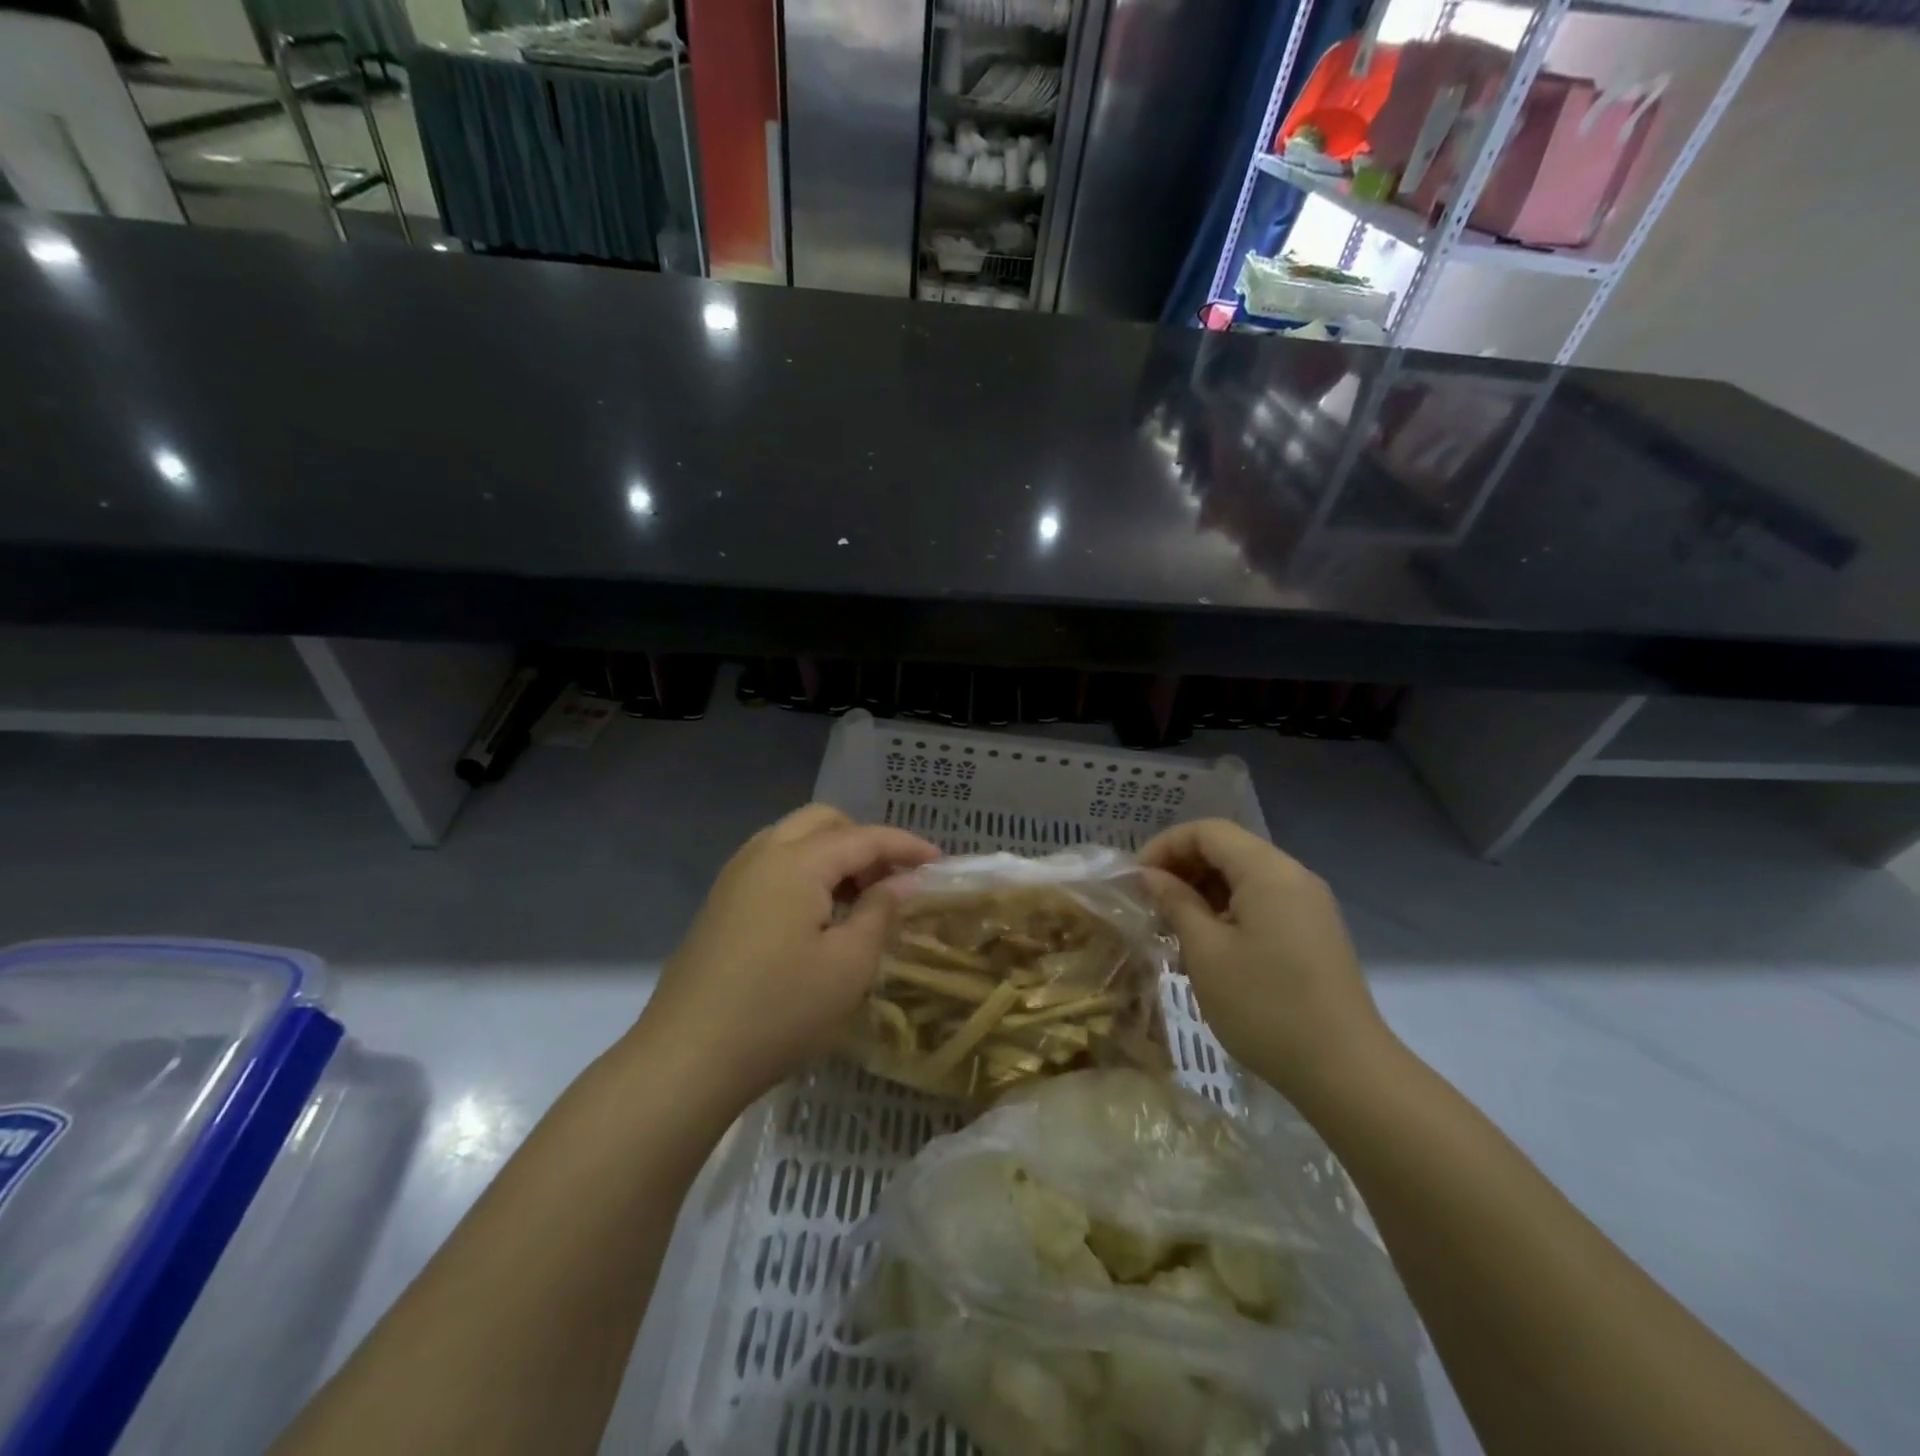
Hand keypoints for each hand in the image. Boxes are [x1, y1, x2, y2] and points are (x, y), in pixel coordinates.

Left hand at [637, 805, 940, 1110]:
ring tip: (859, 898)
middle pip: (823, 822)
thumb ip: (881, 912)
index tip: (939, 862)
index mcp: (796, 862)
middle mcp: (762, 855)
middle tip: (892, 880)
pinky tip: (818, 915)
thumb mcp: (848, 966)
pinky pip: (772, 864)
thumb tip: (903, 883)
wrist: (686, 1059)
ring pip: (793, 839)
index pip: (863, 837)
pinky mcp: (720, 904)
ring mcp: (734, 878)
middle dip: (864, 841)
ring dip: (832, 854)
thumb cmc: (779, 1011)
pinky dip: (805, 871)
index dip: (905, 846)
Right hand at [1138, 819, 1392, 1102]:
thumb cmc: (1265, 1006)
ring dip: (1203, 893)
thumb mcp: (1206, 952)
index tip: (1136, 881)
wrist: (1346, 1072)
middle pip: (1228, 850)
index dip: (1165, 846)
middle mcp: (1293, 876)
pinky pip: (1263, 903)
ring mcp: (1309, 905)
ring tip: (1173, 930)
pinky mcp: (1314, 933)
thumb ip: (1175, 903)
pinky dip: (1228, 912)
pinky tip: (1208, 948)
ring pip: (1244, 878)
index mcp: (1268, 870)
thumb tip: (1150, 876)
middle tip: (1150, 905)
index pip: (1207, 831)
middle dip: (1182, 869)